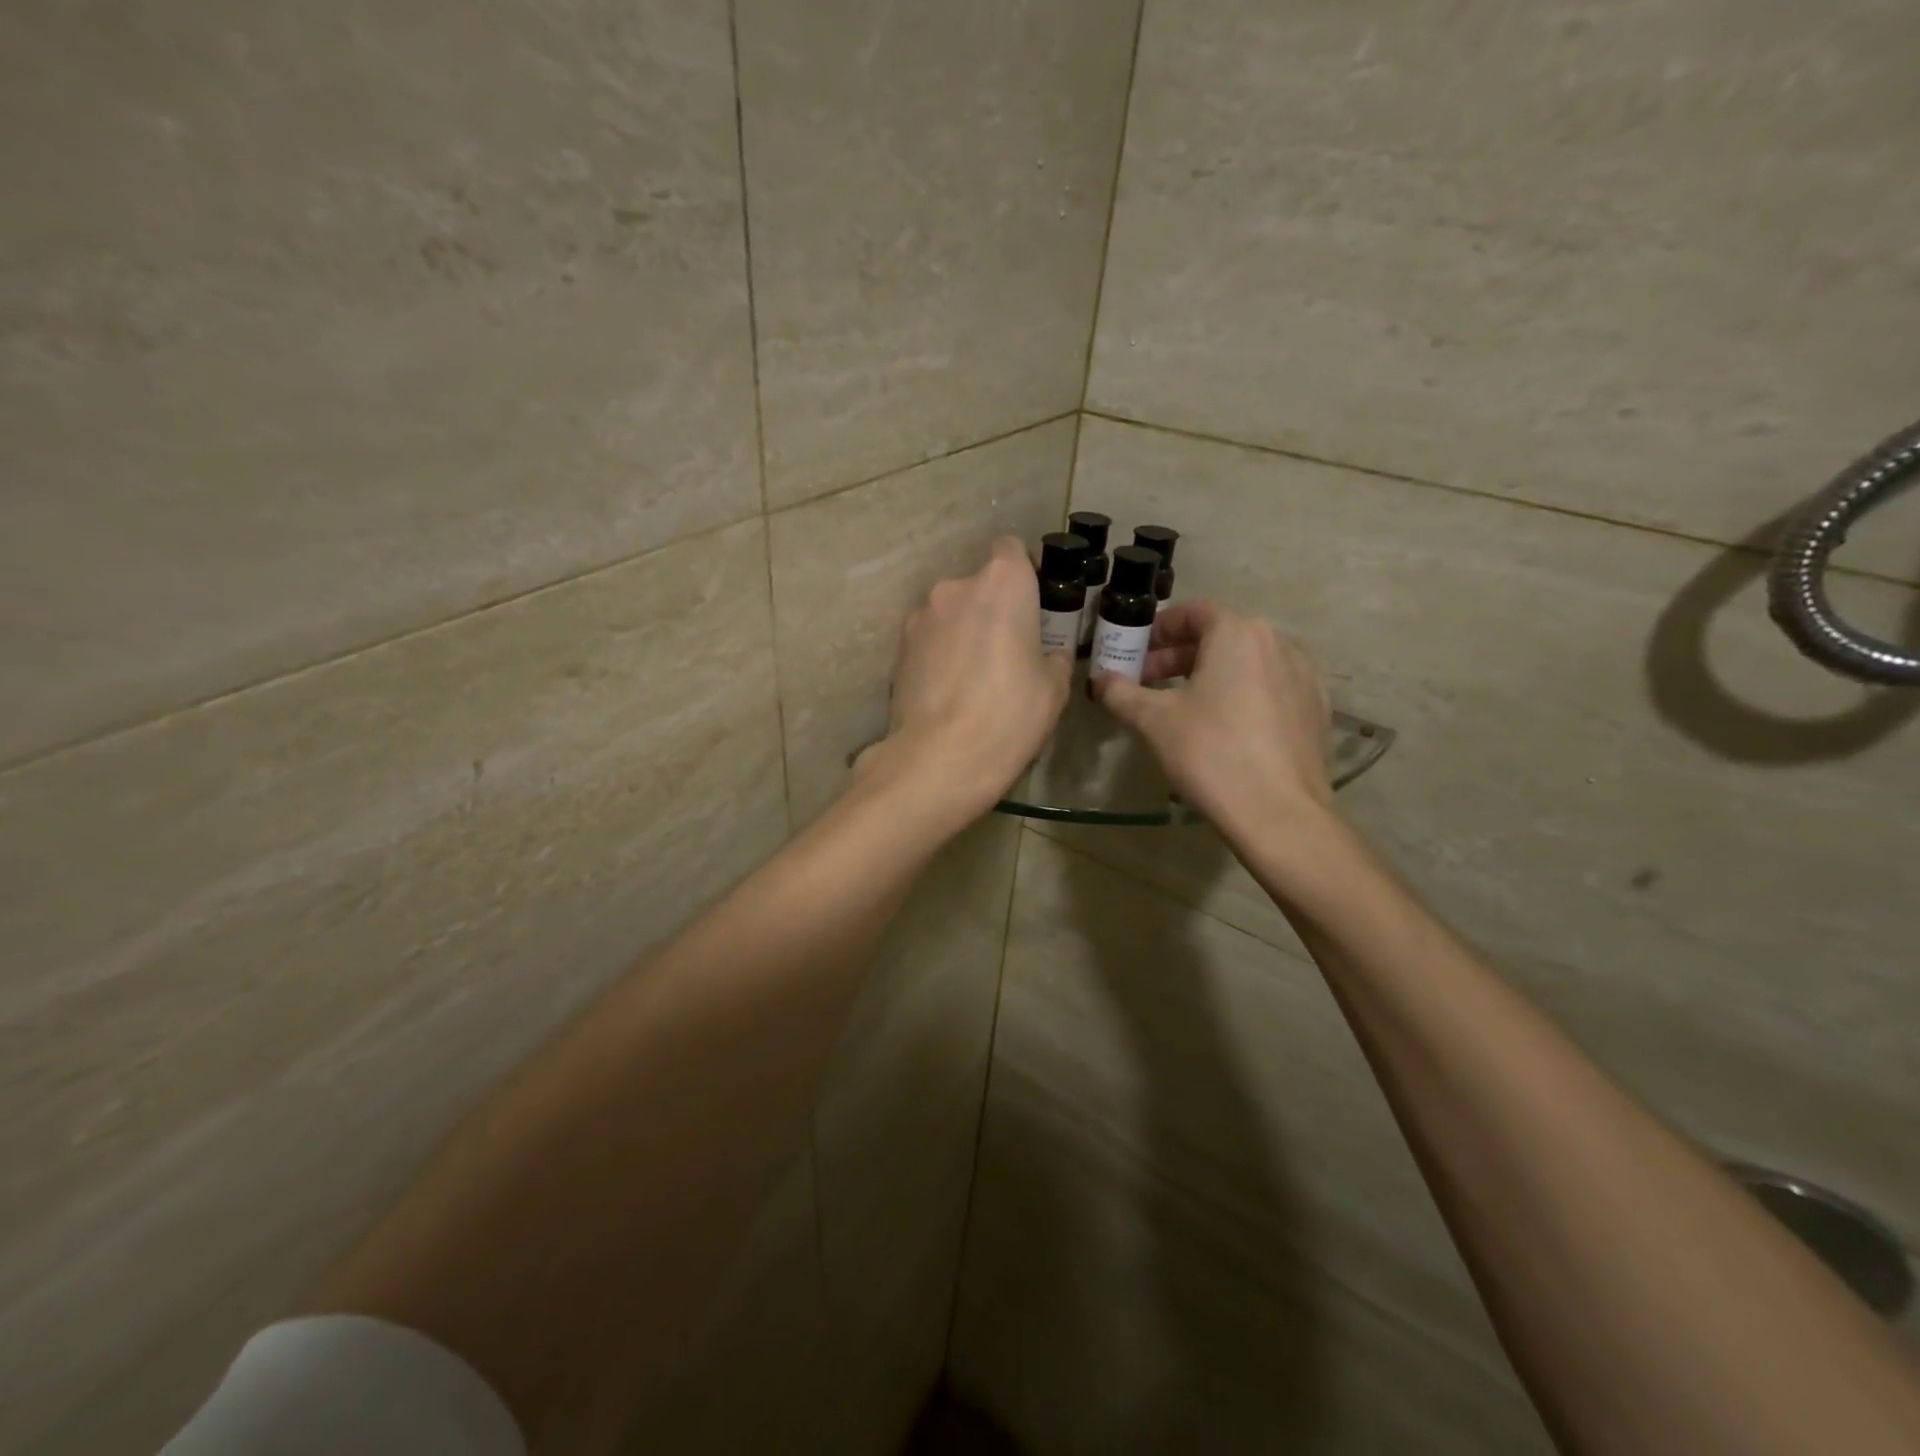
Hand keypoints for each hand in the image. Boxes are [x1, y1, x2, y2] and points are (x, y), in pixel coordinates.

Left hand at [863, 537, 1073, 818]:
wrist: (939, 759)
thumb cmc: (1009, 715)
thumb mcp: (1053, 689)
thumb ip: (1053, 657)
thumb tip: (1048, 654)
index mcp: (1002, 583)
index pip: (1012, 550)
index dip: (1025, 572)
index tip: (1034, 605)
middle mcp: (955, 587)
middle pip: (980, 585)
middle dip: (994, 609)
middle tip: (1008, 651)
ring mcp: (920, 616)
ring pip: (951, 612)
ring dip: (964, 631)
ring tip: (974, 677)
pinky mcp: (898, 647)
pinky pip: (929, 638)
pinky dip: (940, 653)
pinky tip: (949, 690)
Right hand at [1091, 602, 1332, 832]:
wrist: (1279, 812)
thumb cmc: (1210, 752)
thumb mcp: (1154, 721)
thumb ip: (1122, 693)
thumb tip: (1100, 680)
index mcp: (1238, 633)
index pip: (1193, 613)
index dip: (1160, 629)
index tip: (1137, 651)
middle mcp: (1277, 643)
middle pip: (1221, 636)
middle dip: (1180, 656)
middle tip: (1149, 681)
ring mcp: (1303, 676)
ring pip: (1247, 662)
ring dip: (1211, 674)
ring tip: (1183, 705)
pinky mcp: (1315, 709)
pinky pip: (1270, 688)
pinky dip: (1242, 694)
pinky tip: (1224, 726)